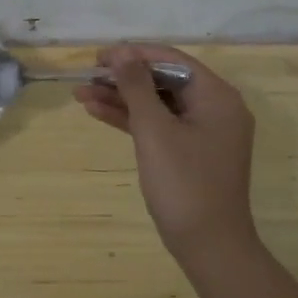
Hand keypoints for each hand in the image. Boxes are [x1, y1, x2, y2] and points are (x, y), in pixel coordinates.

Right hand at [74, 43, 259, 262]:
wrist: (208, 245)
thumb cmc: (184, 183)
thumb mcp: (155, 130)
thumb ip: (136, 86)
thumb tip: (121, 51)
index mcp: (217, 96)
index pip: (171, 60)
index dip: (133, 54)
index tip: (97, 57)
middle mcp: (215, 108)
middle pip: (163, 80)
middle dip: (123, 78)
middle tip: (86, 76)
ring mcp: (203, 132)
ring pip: (157, 104)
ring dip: (121, 99)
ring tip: (81, 94)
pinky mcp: (190, 152)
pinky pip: (159, 125)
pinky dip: (132, 120)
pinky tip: (98, 112)